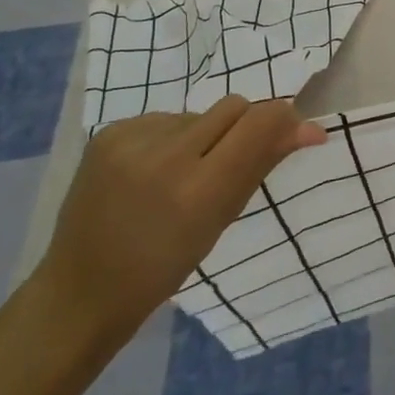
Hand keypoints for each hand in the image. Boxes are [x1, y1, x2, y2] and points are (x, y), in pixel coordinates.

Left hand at [35, 98, 325, 340]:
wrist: (82, 288)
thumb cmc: (164, 266)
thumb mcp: (222, 219)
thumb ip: (263, 164)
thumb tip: (311, 129)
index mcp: (199, 190)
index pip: (260, 122)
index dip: (282, 119)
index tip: (289, 132)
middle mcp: (165, 157)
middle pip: (234, 106)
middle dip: (243, 127)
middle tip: (227, 162)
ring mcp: (131, 141)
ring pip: (199, 113)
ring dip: (204, 135)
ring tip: (182, 173)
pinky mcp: (108, 133)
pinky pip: (165, 118)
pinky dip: (170, 138)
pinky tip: (152, 170)